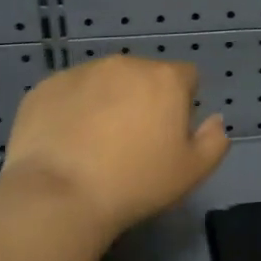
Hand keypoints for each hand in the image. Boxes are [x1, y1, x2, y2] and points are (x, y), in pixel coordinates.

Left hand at [0, 55, 228, 235]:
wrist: (59, 195)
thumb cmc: (135, 183)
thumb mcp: (192, 172)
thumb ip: (213, 141)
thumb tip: (214, 121)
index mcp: (165, 79)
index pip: (187, 77)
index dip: (183, 104)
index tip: (169, 135)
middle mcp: (125, 64)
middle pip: (144, 76)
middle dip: (143, 100)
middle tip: (132, 142)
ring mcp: (81, 72)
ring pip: (105, 82)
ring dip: (107, 101)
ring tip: (95, 144)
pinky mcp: (45, 87)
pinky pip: (69, 93)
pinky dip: (72, 110)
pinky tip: (66, 143)